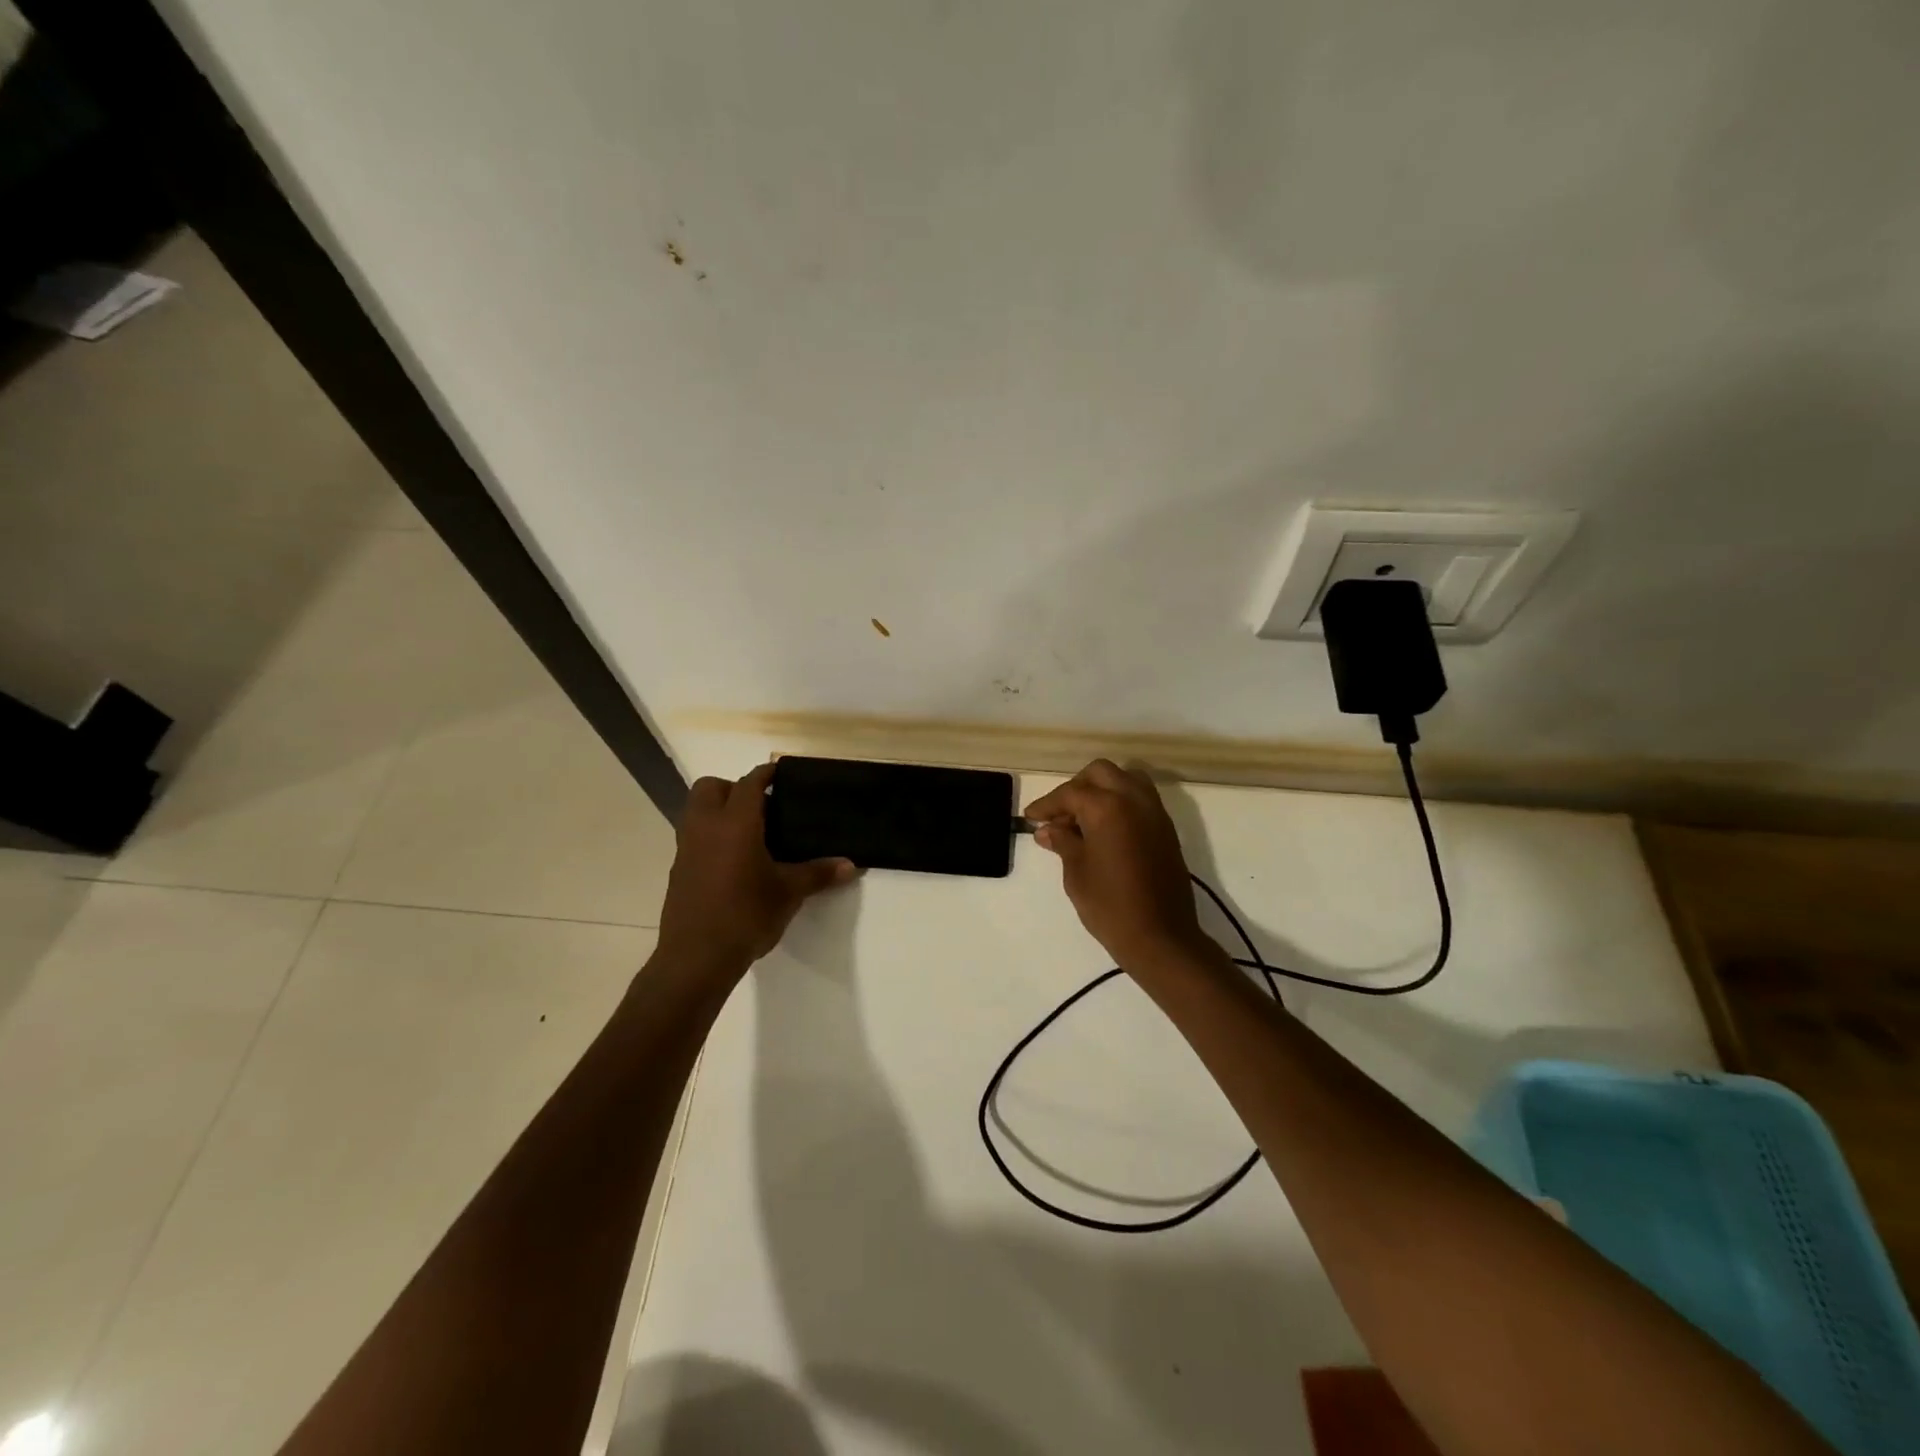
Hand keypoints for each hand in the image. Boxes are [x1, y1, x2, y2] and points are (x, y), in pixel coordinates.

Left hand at [656, 763, 856, 973]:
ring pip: (696, 810)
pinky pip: (693, 837)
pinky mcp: (677, 870)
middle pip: (711, 787)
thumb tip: (851, 864)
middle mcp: (705, 826)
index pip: (749, 783)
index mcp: (735, 823)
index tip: (782, 773)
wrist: (696, 958)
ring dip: (718, 810)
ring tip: (749, 833)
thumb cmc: (746, 915)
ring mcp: (686, 848)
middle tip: (761, 807)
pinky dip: (710, 836)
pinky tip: (732, 862)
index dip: (766, 773)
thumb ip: (818, 873)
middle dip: (733, 788)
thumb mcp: (789, 893)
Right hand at [1024, 759, 1209, 969]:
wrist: (1160, 937)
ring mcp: (1154, 812)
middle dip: (1077, 787)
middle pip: (1100, 773)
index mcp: (1107, 807)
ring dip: (1102, 790)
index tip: (1031, 818)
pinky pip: (1140, 799)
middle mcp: (1134, 799)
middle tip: (1060, 815)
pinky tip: (1105, 829)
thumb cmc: (1110, 905)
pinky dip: (1121, 802)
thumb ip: (1063, 842)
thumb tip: (1048, 830)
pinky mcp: (1166, 828)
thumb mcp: (1076, 872)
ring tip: (1084, 818)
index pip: (1070, 793)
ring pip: (1125, 779)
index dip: (1047, 804)